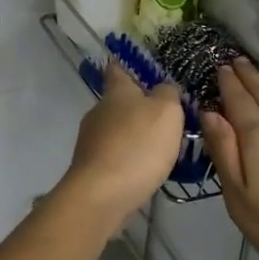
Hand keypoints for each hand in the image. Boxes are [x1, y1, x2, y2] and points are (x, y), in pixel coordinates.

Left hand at [59, 61, 185, 230]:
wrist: (102, 194)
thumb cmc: (138, 145)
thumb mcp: (166, 111)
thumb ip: (168, 94)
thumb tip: (163, 87)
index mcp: (116, 92)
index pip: (117, 69)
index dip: (126, 66)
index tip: (135, 66)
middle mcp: (98, 111)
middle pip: (117, 102)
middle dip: (137, 107)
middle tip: (164, 116)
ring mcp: (90, 140)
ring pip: (115, 130)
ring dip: (133, 135)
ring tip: (159, 147)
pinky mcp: (90, 167)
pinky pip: (114, 155)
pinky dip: (128, 158)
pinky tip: (143, 169)